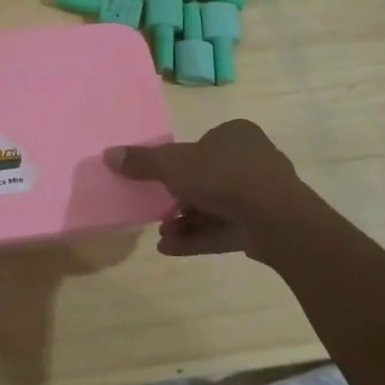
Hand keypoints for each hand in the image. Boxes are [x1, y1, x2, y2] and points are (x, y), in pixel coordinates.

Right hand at [105, 119, 315, 259]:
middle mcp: (252, 159)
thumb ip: (142, 162)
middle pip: (206, 178)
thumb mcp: (173, 166)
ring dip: (185, 221)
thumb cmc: (223, 178)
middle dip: (178, 200)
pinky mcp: (265, 224)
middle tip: (157, 214)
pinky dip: (199, 237)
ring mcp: (262, 194)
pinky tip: (170, 249)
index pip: (201, 145)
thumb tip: (108, 154)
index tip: (159, 183)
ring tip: (161, 235)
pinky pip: (226, 228)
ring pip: (215, 206)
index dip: (178, 164)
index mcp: (236, 135)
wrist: (277, 219)